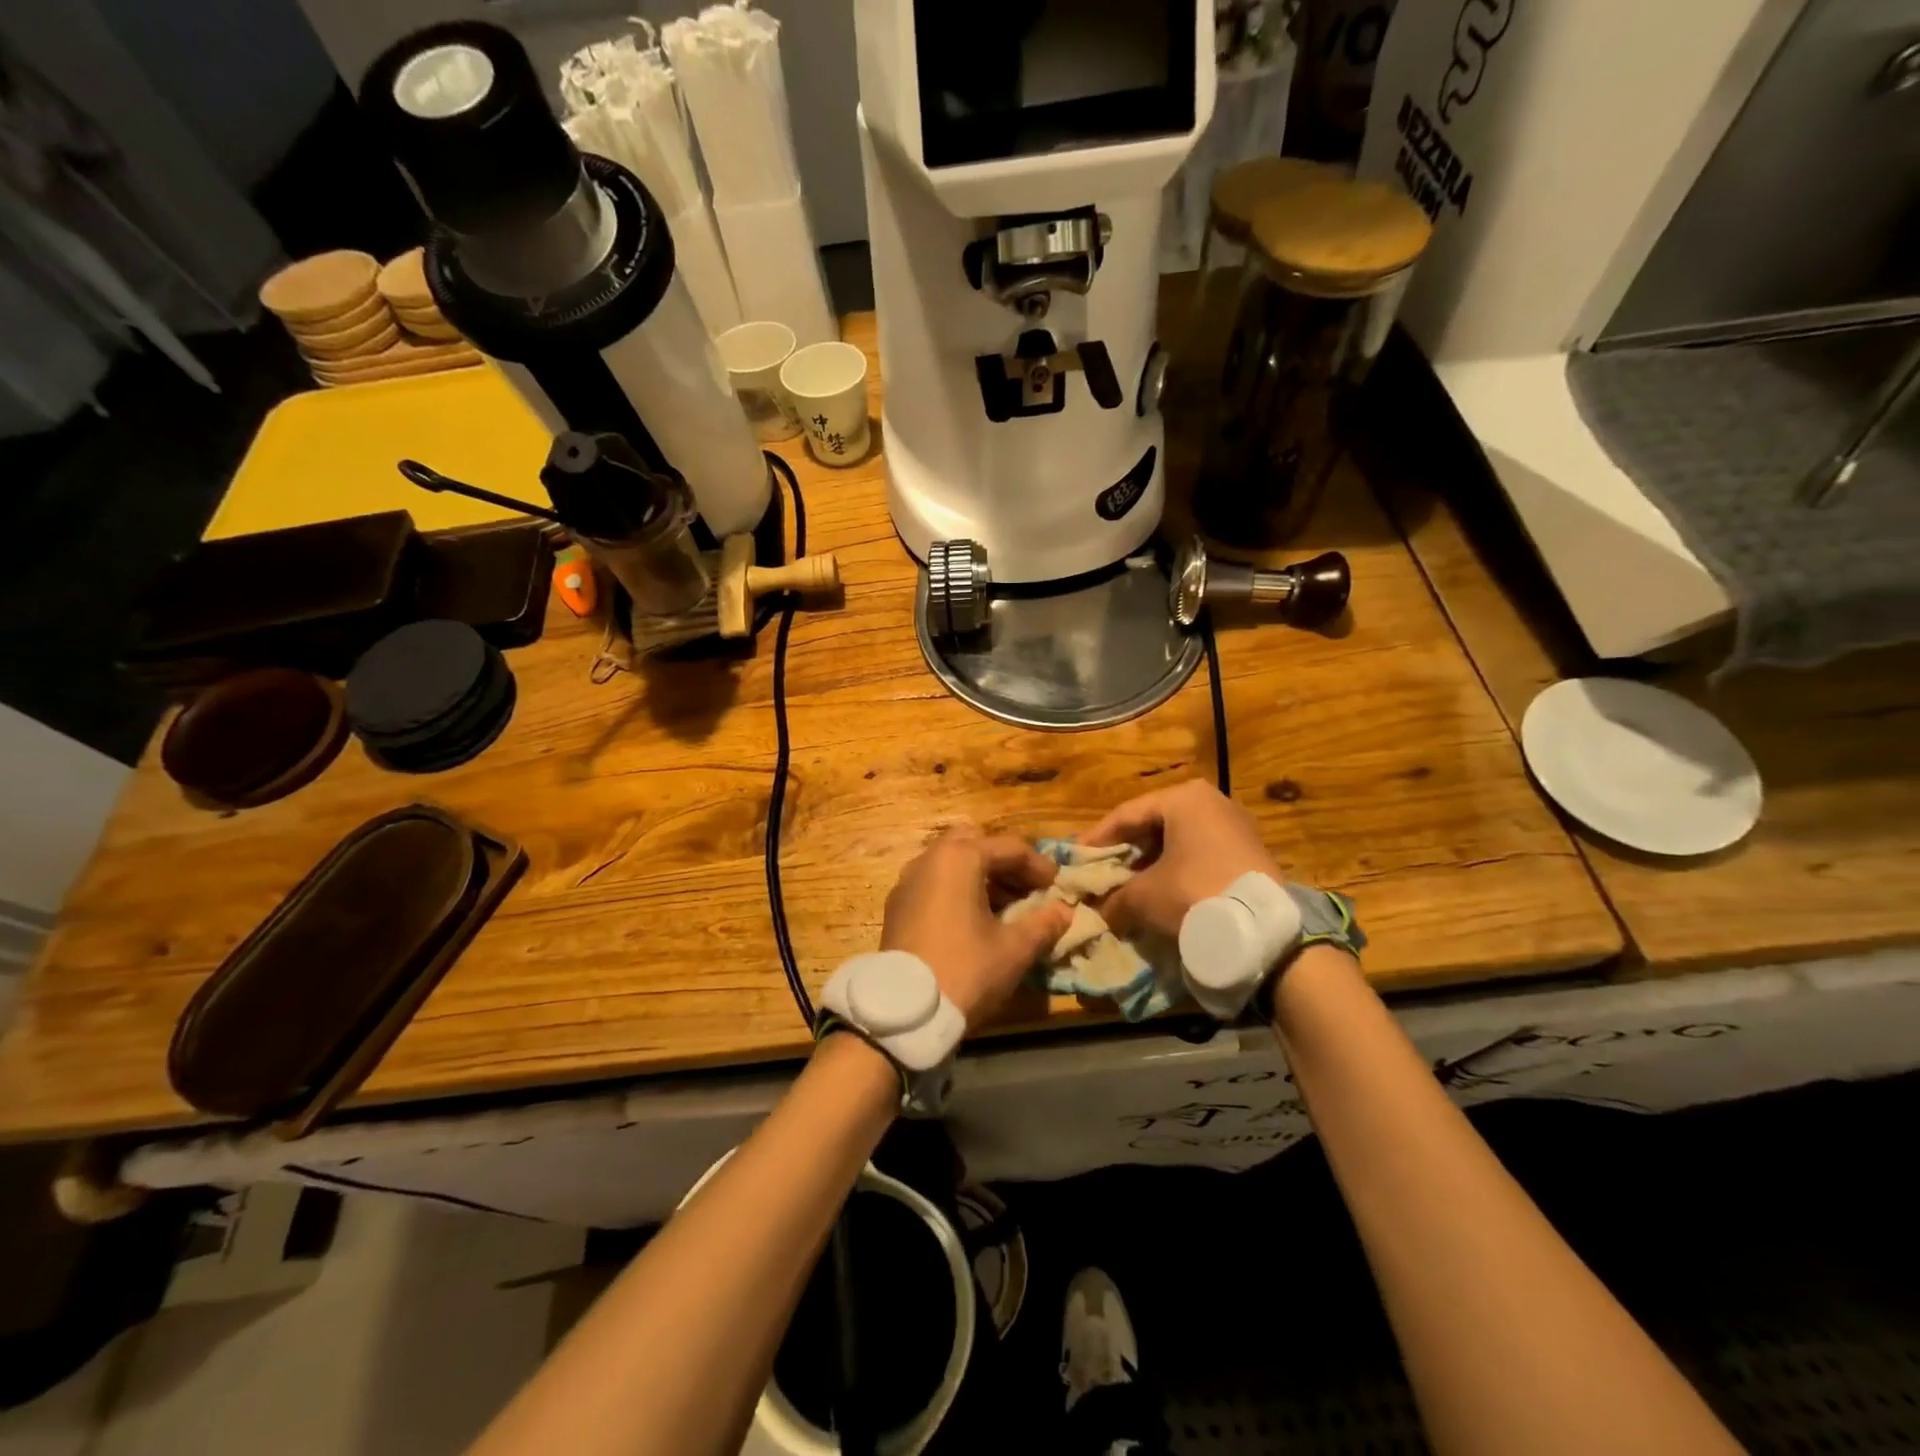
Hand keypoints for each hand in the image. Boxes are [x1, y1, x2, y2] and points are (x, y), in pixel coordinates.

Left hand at [882, 828, 1073, 1027]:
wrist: (904, 1013)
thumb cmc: (965, 970)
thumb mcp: (1014, 949)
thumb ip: (1044, 924)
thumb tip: (1066, 910)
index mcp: (959, 858)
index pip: (1010, 848)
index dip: (1039, 866)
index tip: (1059, 888)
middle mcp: (929, 859)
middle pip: (975, 844)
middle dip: (1005, 864)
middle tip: (1028, 891)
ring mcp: (907, 881)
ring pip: (951, 863)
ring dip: (981, 877)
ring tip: (1006, 909)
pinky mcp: (897, 905)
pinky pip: (934, 883)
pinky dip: (957, 891)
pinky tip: (974, 922)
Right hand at [1084, 780, 1279, 939]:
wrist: (1263, 930)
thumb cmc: (1194, 893)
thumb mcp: (1143, 896)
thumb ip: (1114, 897)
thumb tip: (1099, 910)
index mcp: (1183, 797)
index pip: (1126, 815)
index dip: (1096, 839)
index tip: (1075, 858)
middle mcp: (1211, 801)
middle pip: (1153, 826)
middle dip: (1126, 852)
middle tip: (1101, 872)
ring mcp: (1235, 825)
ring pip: (1178, 841)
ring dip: (1151, 864)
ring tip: (1128, 886)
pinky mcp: (1250, 852)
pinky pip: (1201, 855)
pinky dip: (1177, 870)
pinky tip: (1162, 893)